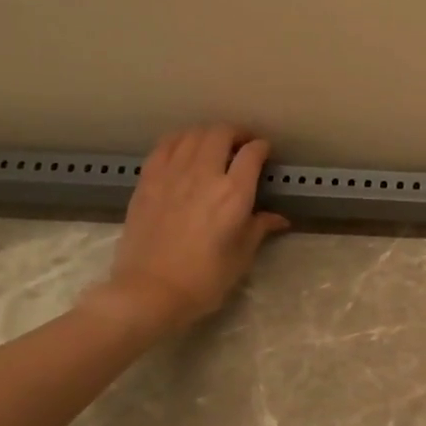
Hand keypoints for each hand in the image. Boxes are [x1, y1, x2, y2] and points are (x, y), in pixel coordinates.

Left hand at [84, 125, 290, 333]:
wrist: (149, 292)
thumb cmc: (204, 279)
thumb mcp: (241, 256)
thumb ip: (259, 228)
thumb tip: (278, 218)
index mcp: (234, 194)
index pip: (252, 153)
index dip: (262, 147)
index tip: (265, 152)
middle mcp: (204, 175)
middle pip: (220, 133)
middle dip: (236, 133)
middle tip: (242, 143)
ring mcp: (171, 175)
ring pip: (191, 134)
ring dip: (207, 134)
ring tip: (214, 144)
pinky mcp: (147, 182)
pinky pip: (164, 146)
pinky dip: (179, 140)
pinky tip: (183, 149)